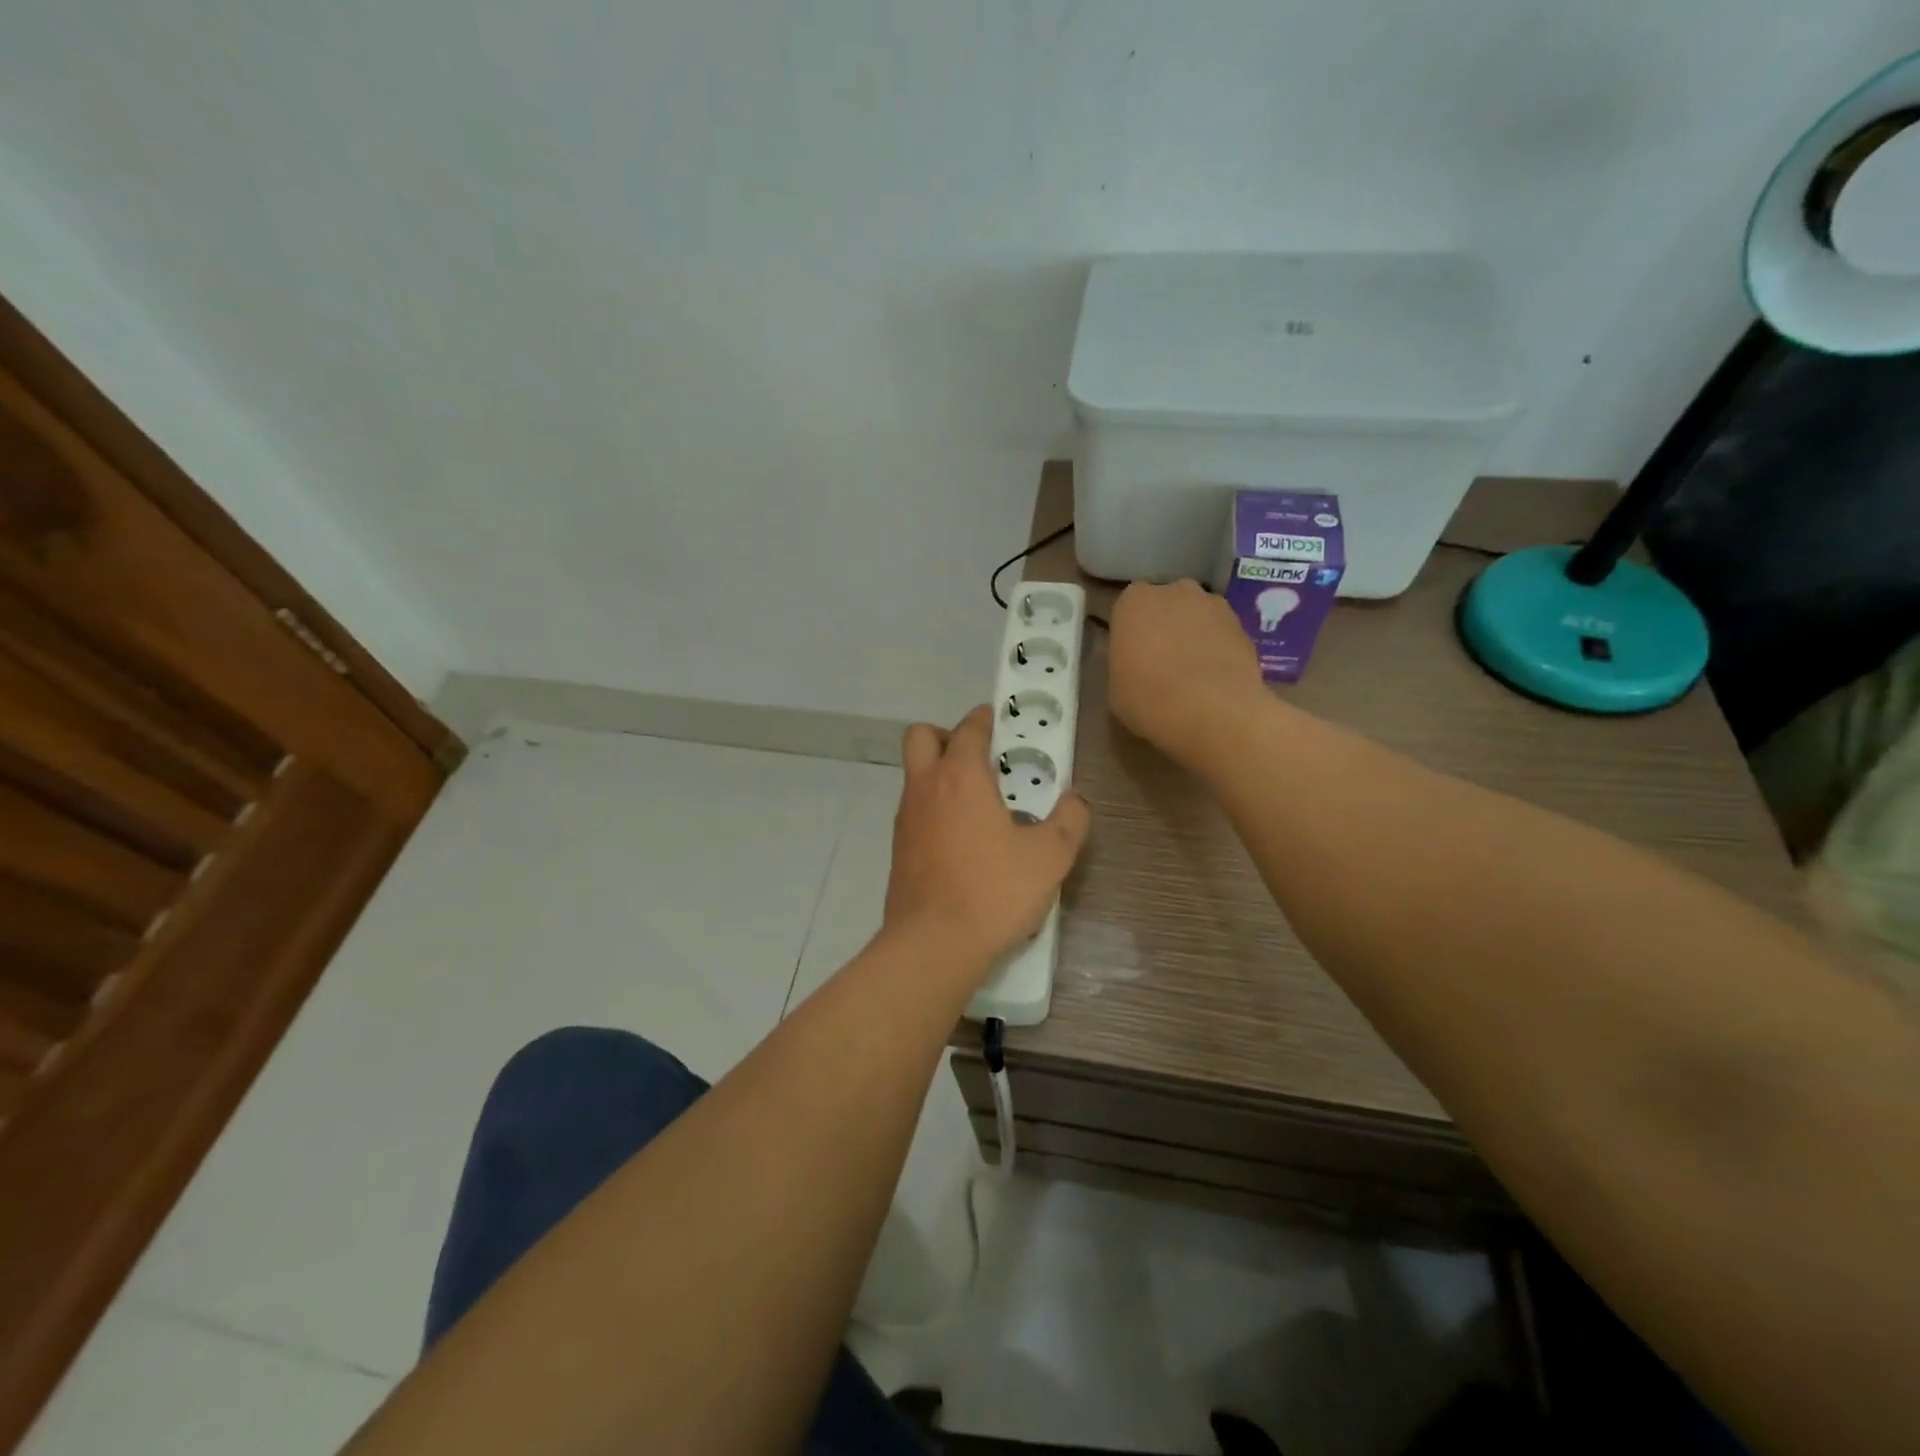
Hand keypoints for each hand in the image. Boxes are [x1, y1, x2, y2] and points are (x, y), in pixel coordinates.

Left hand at [884, 705, 1090, 971]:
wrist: (933, 944)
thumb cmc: (993, 891)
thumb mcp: (1050, 857)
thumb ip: (1069, 821)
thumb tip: (1075, 800)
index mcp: (960, 777)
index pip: (968, 728)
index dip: (984, 719)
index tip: (998, 721)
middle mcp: (925, 788)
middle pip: (922, 737)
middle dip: (947, 736)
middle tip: (979, 759)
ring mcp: (905, 819)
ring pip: (915, 776)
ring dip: (939, 775)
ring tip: (978, 805)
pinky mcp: (898, 850)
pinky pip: (914, 812)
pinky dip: (934, 810)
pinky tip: (962, 841)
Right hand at [1108, 580, 1264, 761]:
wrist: (1213, 710)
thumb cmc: (1148, 698)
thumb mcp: (1116, 687)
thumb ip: (1125, 664)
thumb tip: (1137, 666)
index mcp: (1135, 602)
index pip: (1129, 608)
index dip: (1132, 631)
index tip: (1131, 656)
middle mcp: (1175, 592)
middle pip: (1167, 605)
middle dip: (1165, 626)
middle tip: (1160, 662)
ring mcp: (1214, 605)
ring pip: (1198, 617)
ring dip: (1194, 636)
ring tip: (1192, 674)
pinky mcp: (1244, 626)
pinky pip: (1222, 635)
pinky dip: (1218, 651)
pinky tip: (1215, 681)